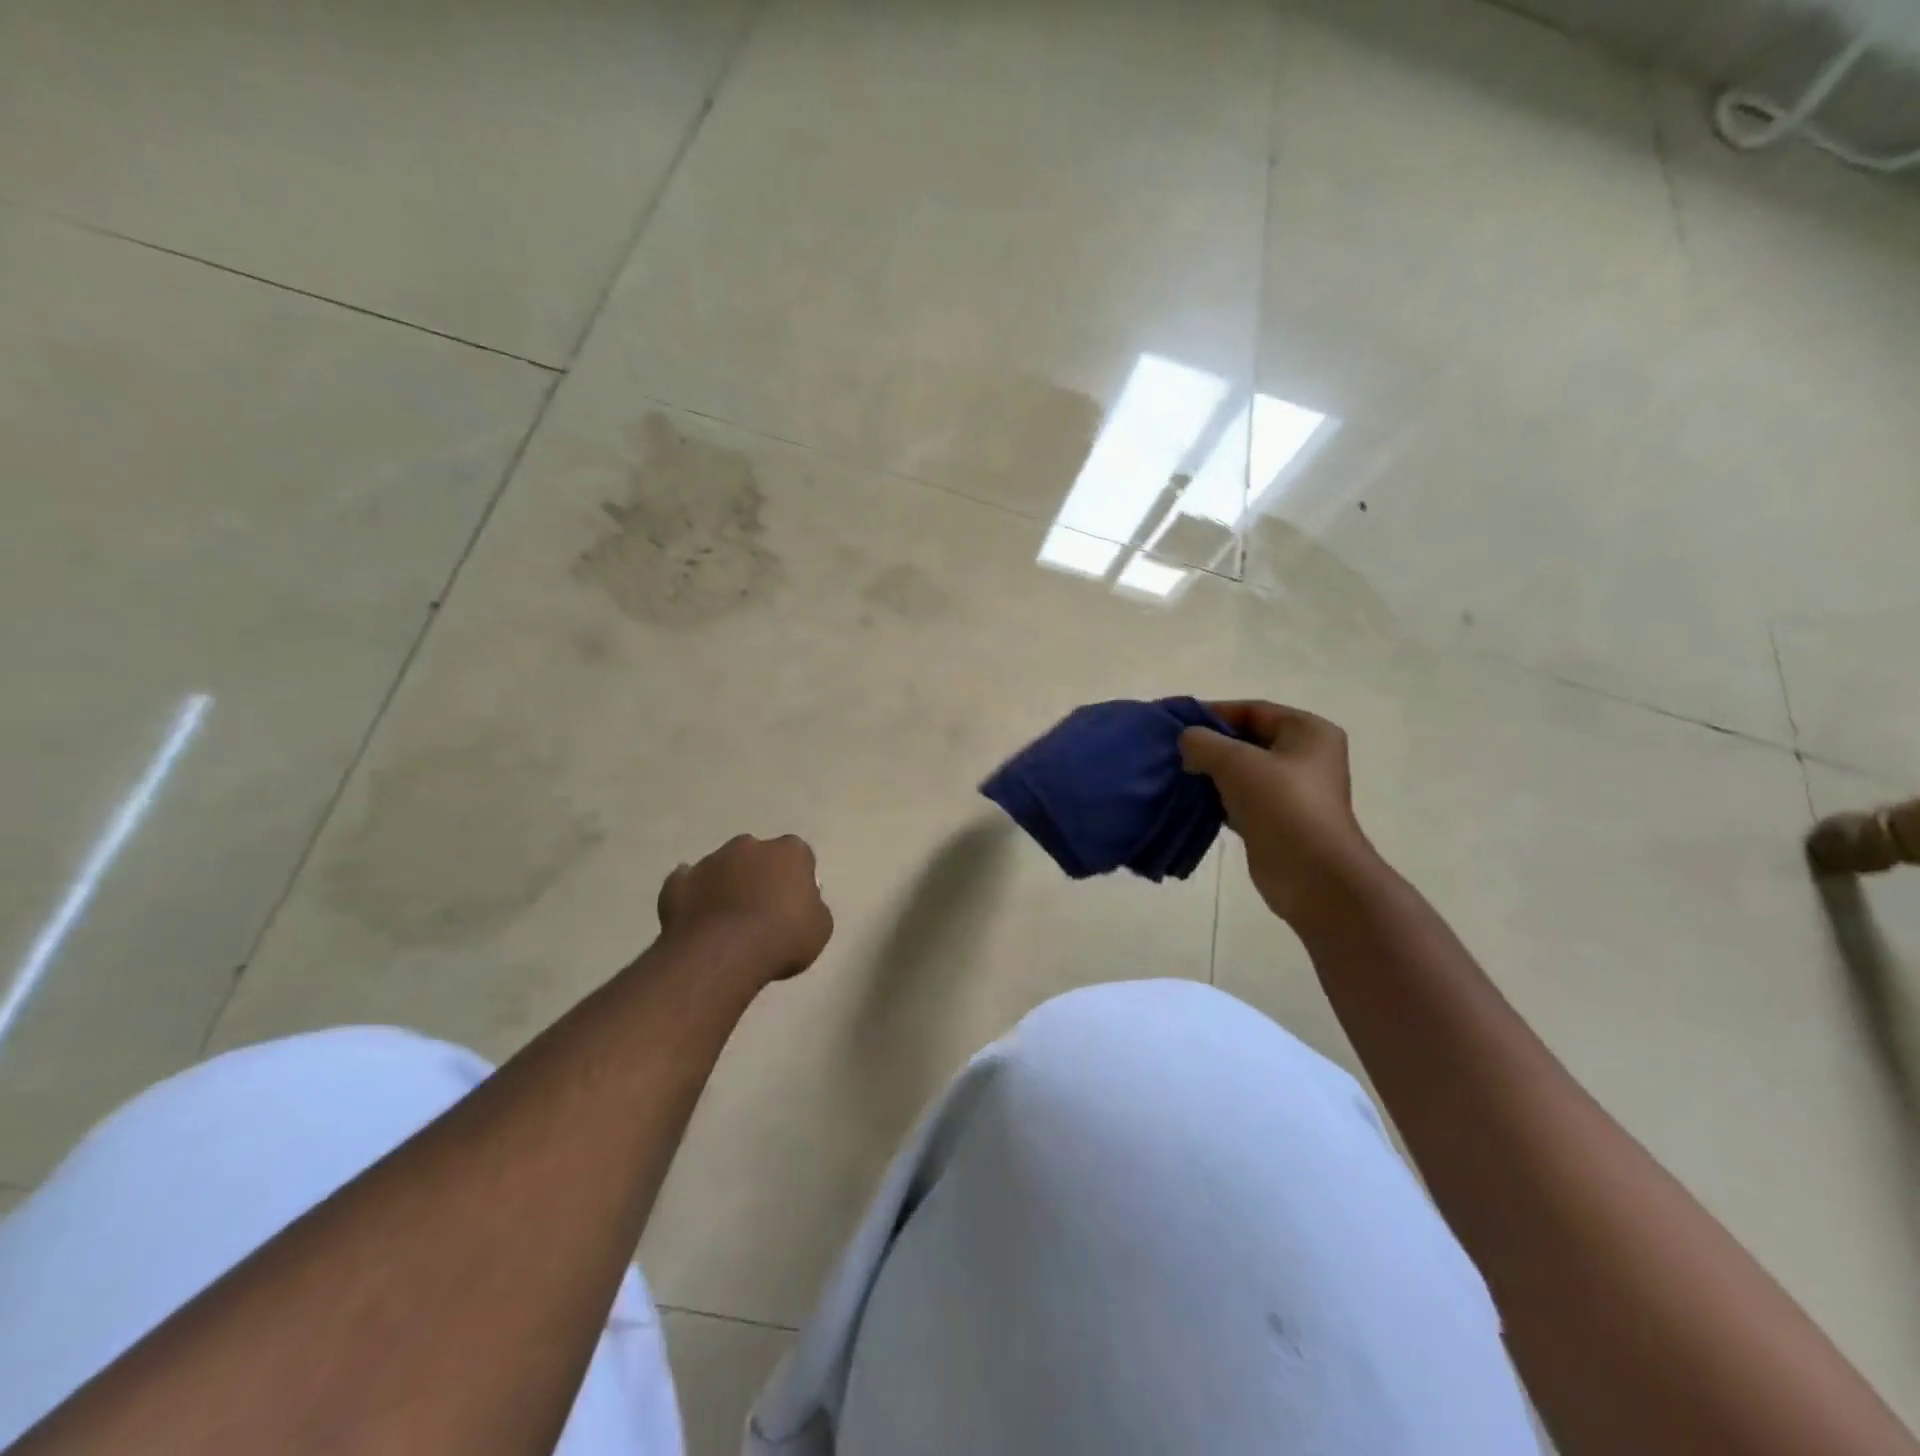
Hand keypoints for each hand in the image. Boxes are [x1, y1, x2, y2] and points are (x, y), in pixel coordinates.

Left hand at [656, 834, 833, 984]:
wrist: (721, 954)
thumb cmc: (782, 937)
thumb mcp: (820, 927)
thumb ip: (813, 907)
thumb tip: (801, 904)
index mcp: (789, 851)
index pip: (798, 857)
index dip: (796, 880)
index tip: (795, 905)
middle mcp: (749, 846)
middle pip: (758, 857)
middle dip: (759, 876)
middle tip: (761, 912)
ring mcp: (709, 861)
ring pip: (722, 869)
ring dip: (726, 887)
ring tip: (727, 924)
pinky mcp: (677, 882)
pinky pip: (688, 886)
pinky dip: (693, 898)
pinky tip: (698, 920)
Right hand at [1179, 701, 1378, 924]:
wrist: (1313, 876)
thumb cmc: (1282, 806)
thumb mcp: (1237, 762)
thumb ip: (1204, 743)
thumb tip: (1187, 742)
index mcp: (1308, 732)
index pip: (1253, 710)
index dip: (1213, 712)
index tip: (1176, 722)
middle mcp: (1305, 757)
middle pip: (1248, 740)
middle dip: (1210, 744)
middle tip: (1172, 750)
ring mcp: (1292, 791)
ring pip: (1242, 771)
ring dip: (1210, 772)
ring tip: (1176, 774)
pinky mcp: (1277, 820)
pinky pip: (1241, 799)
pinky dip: (1217, 798)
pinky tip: (1190, 801)